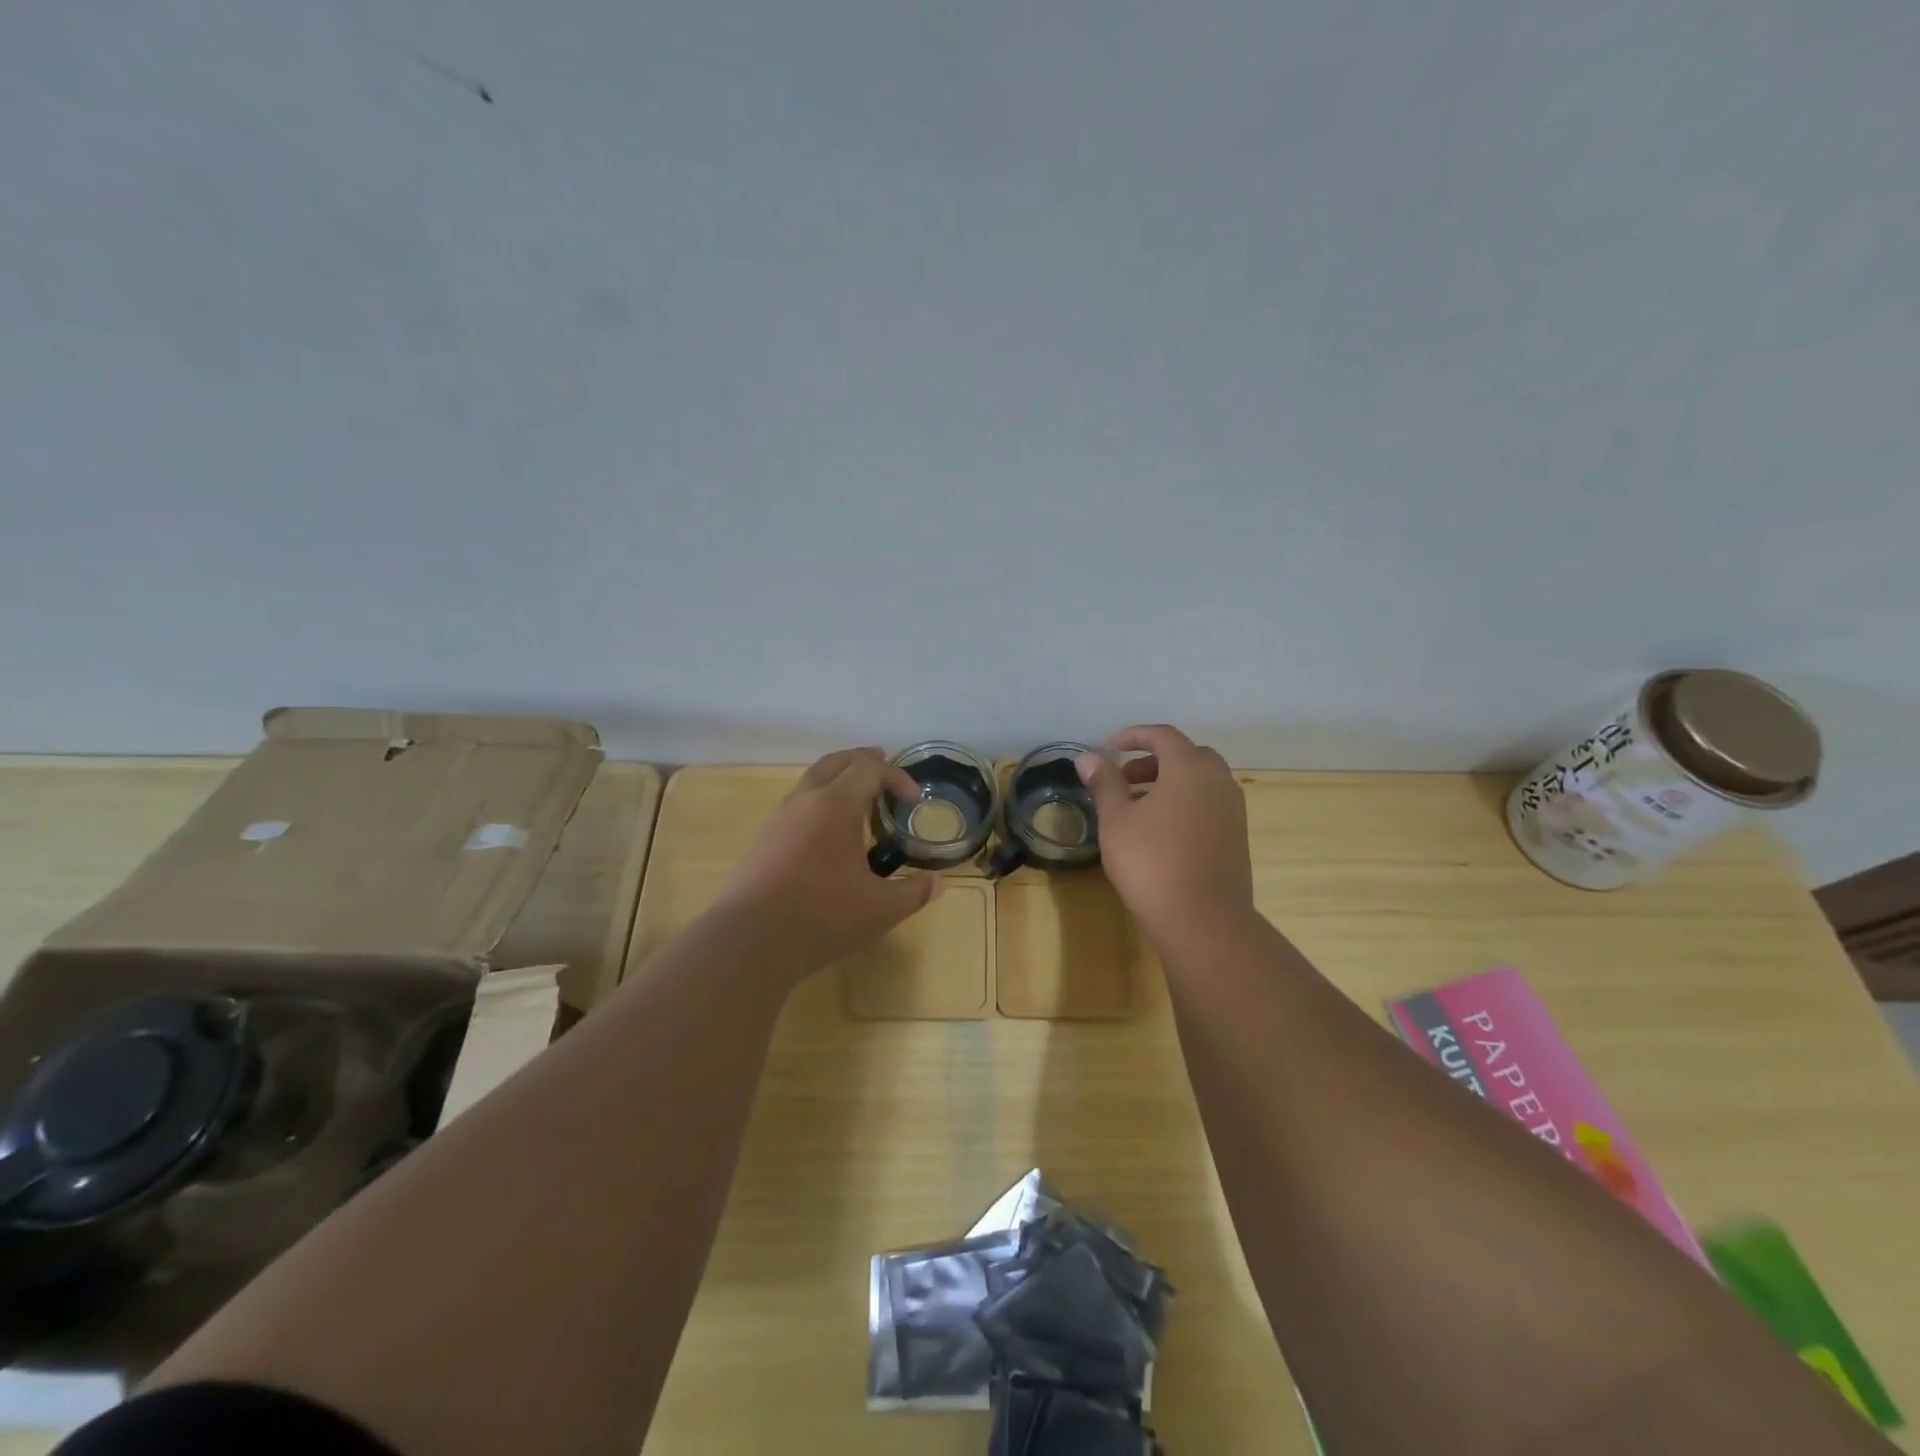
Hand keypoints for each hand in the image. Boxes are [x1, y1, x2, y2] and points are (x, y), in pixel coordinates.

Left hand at [712, 748, 943, 972]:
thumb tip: (938, 884)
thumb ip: (913, 893)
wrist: (749, 941)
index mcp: (836, 805)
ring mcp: (779, 819)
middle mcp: (805, 801)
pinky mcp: (763, 841)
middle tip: (882, 765)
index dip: (897, 777)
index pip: (870, 769)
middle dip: (862, 761)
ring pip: (811, 782)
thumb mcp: (880, 909)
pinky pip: (797, 806)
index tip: (914, 801)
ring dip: (838, 781)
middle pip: (835, 763)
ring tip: (859, 803)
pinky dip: (819, 804)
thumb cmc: (822, 917)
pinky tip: (828, 835)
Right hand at [1077, 725, 1255, 949]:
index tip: (1107, 750)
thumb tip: (1089, 757)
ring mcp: (1233, 810)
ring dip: (1168, 783)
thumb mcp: (1116, 821)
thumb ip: (1104, 783)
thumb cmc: (1152, 863)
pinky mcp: (1236, 836)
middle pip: (1185, 755)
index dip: (1132, 736)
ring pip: (1199, 781)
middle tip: (1123, 779)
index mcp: (1190, 768)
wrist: (1204, 921)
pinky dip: (1184, 803)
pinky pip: (1208, 803)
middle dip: (1152, 760)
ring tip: (1135, 807)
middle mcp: (1218, 781)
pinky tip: (1160, 832)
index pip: (1162, 735)